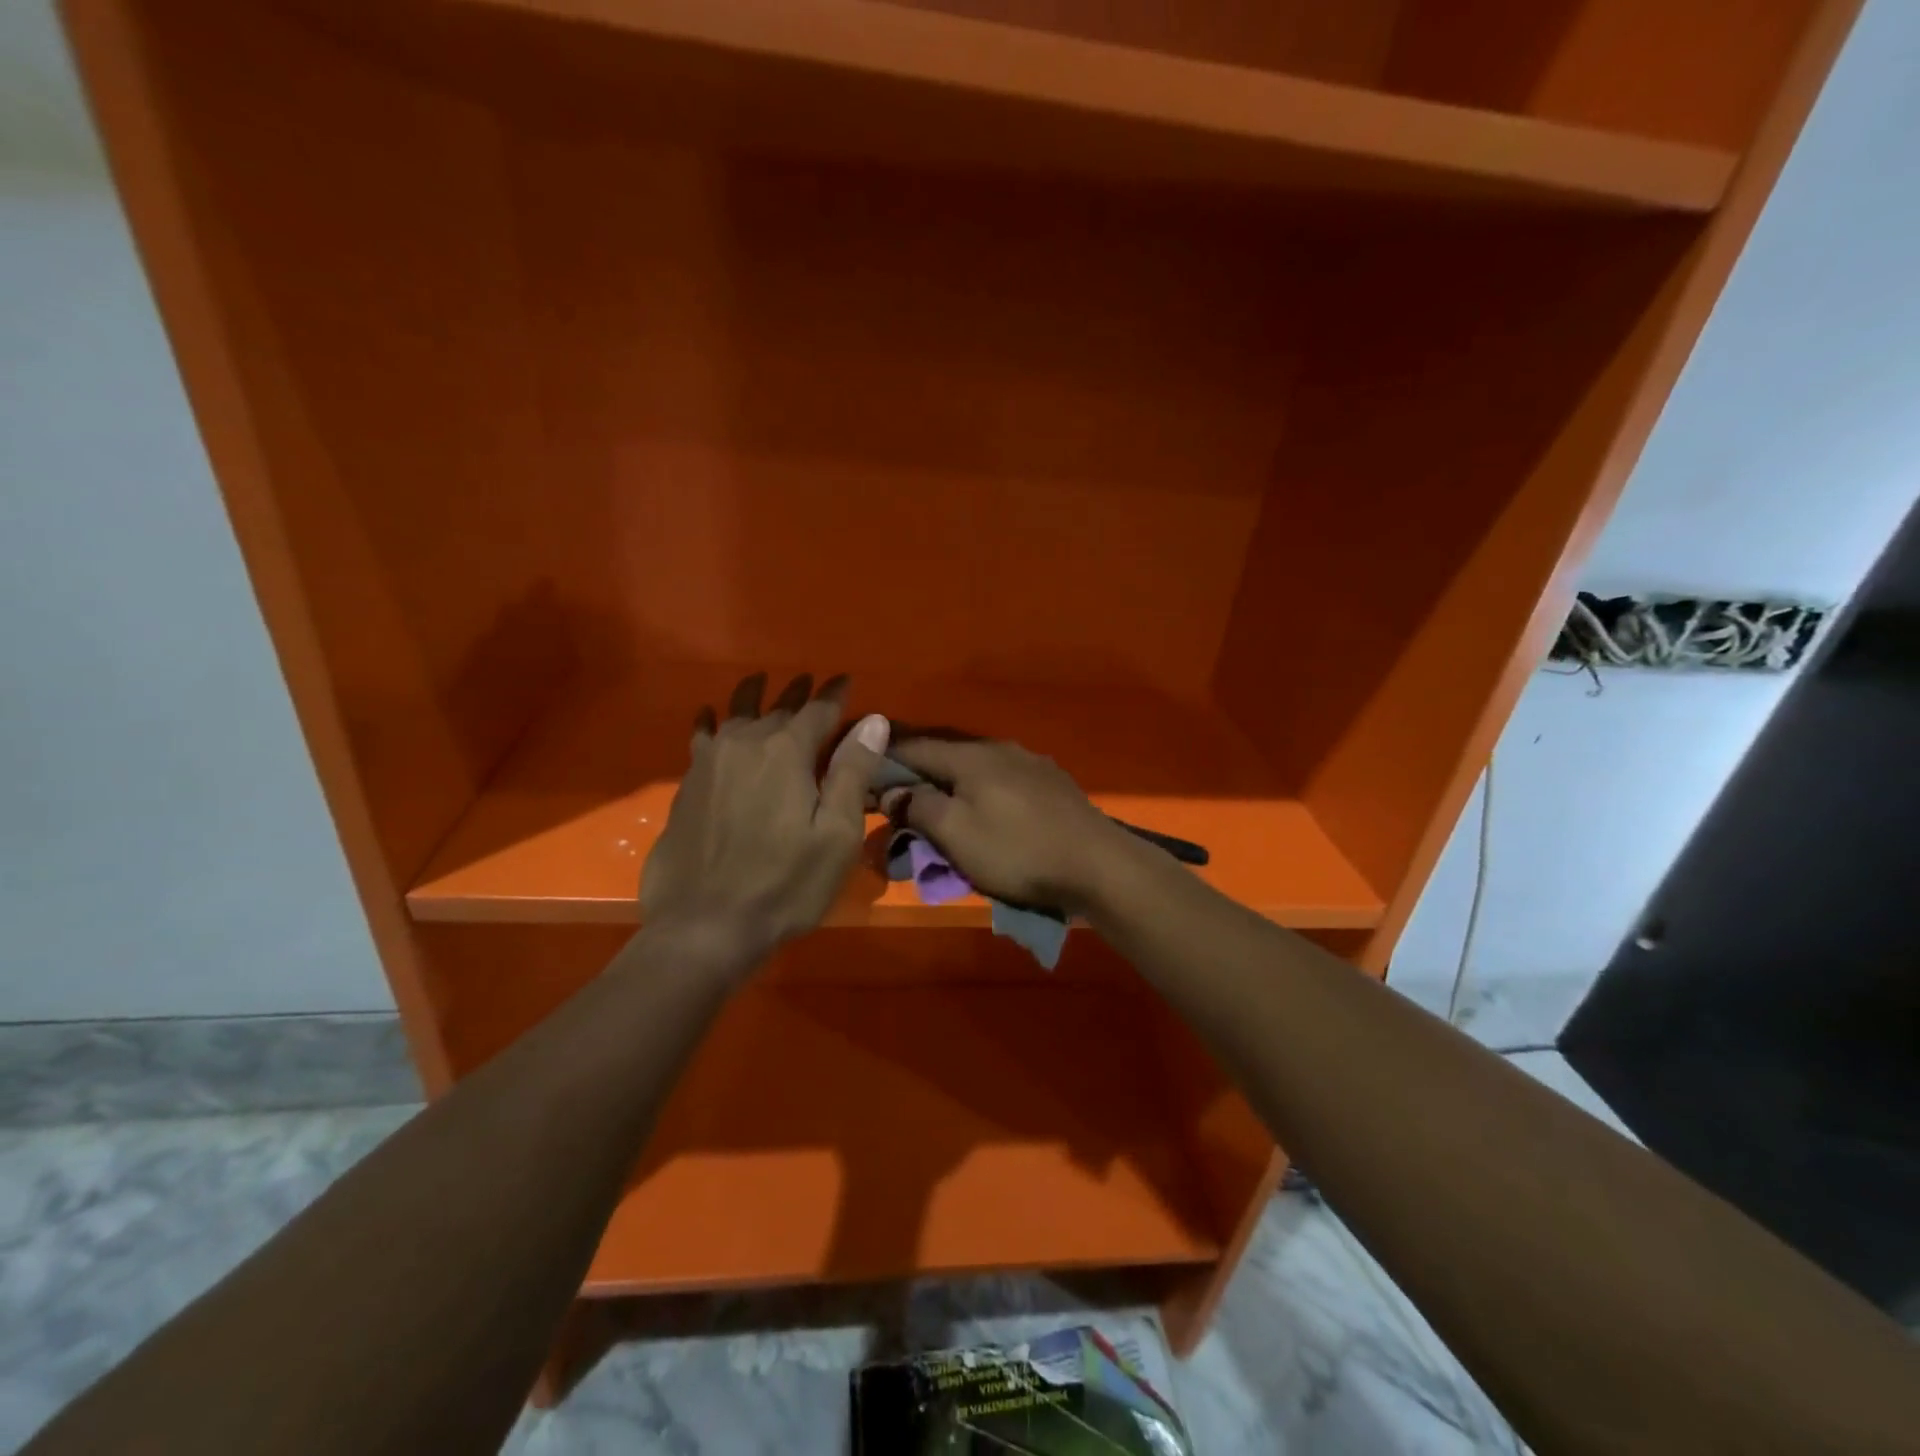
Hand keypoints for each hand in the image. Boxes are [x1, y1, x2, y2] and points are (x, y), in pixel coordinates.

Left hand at [640, 672, 888, 966]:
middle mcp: (747, 744)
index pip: (818, 710)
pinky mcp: (688, 784)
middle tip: (810, 681)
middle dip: (798, 694)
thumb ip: (852, 772)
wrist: (704, 925)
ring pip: (736, 715)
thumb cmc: (785, 884)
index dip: (835, 694)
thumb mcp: (836, 834)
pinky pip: (702, 737)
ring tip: (761, 680)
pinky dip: (709, 721)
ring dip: (754, 696)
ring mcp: (711, 762)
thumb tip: (872, 721)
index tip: (846, 680)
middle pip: (777, 708)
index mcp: (787, 752)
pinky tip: (708, 715)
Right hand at [885, 739, 1137, 912]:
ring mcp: (1030, 762)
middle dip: (917, 772)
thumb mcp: (956, 834)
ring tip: (938, 804)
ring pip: (975, 766)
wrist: (1098, 864)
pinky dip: (981, 789)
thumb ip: (918, 807)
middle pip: (945, 753)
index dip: (884, 758)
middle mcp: (999, 748)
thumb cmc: (1018, 851)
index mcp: (970, 756)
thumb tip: (892, 790)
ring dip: (951, 782)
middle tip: (895, 794)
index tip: (861, 771)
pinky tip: (984, 807)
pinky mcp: (1052, 782)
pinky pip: (1002, 778)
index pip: (914, 745)